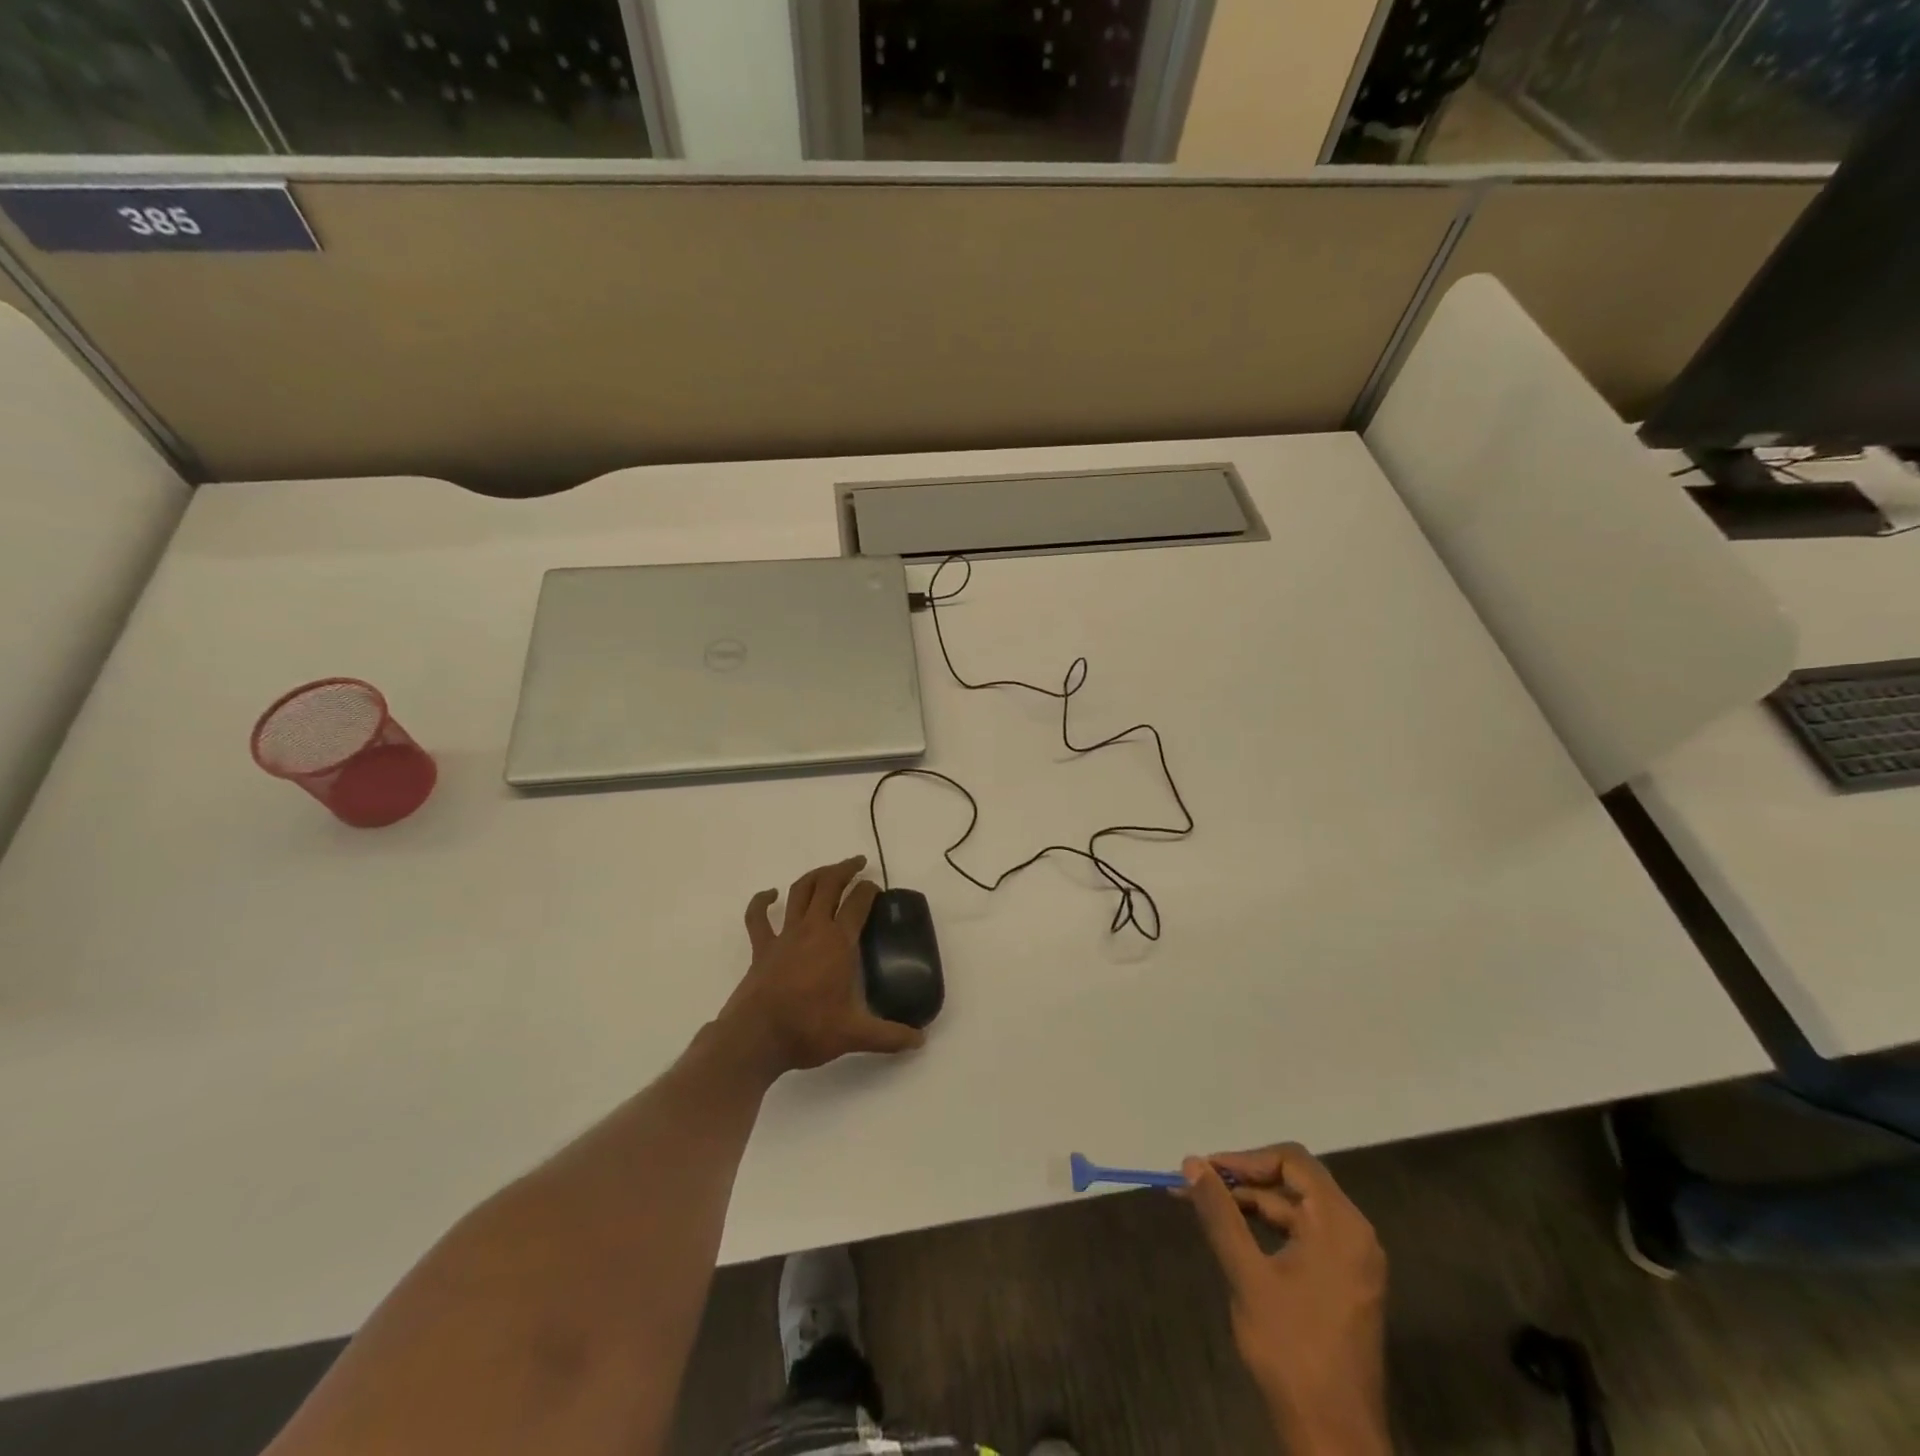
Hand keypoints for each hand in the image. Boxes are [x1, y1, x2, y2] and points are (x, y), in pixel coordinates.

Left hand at [718, 856, 924, 1076]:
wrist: (756, 1038)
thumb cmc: (808, 1029)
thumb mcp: (855, 1035)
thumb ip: (889, 1036)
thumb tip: (919, 1041)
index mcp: (838, 942)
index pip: (858, 903)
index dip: (869, 890)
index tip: (877, 888)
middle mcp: (813, 929)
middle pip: (829, 885)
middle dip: (845, 869)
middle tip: (858, 863)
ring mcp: (784, 935)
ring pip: (799, 892)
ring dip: (814, 876)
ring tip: (827, 871)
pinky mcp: (762, 948)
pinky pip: (758, 917)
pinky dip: (762, 901)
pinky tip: (770, 894)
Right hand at [1184, 1145, 1390, 1455]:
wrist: (1334, 1438)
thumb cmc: (1291, 1350)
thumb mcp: (1247, 1275)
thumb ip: (1219, 1214)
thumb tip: (1191, 1163)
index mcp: (1340, 1224)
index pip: (1292, 1160)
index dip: (1245, 1159)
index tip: (1206, 1170)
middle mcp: (1354, 1234)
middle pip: (1295, 1182)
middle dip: (1243, 1180)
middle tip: (1198, 1186)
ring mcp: (1353, 1261)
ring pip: (1296, 1210)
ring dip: (1252, 1205)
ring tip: (1206, 1209)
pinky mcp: (1345, 1284)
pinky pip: (1305, 1236)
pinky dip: (1269, 1229)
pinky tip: (1236, 1238)